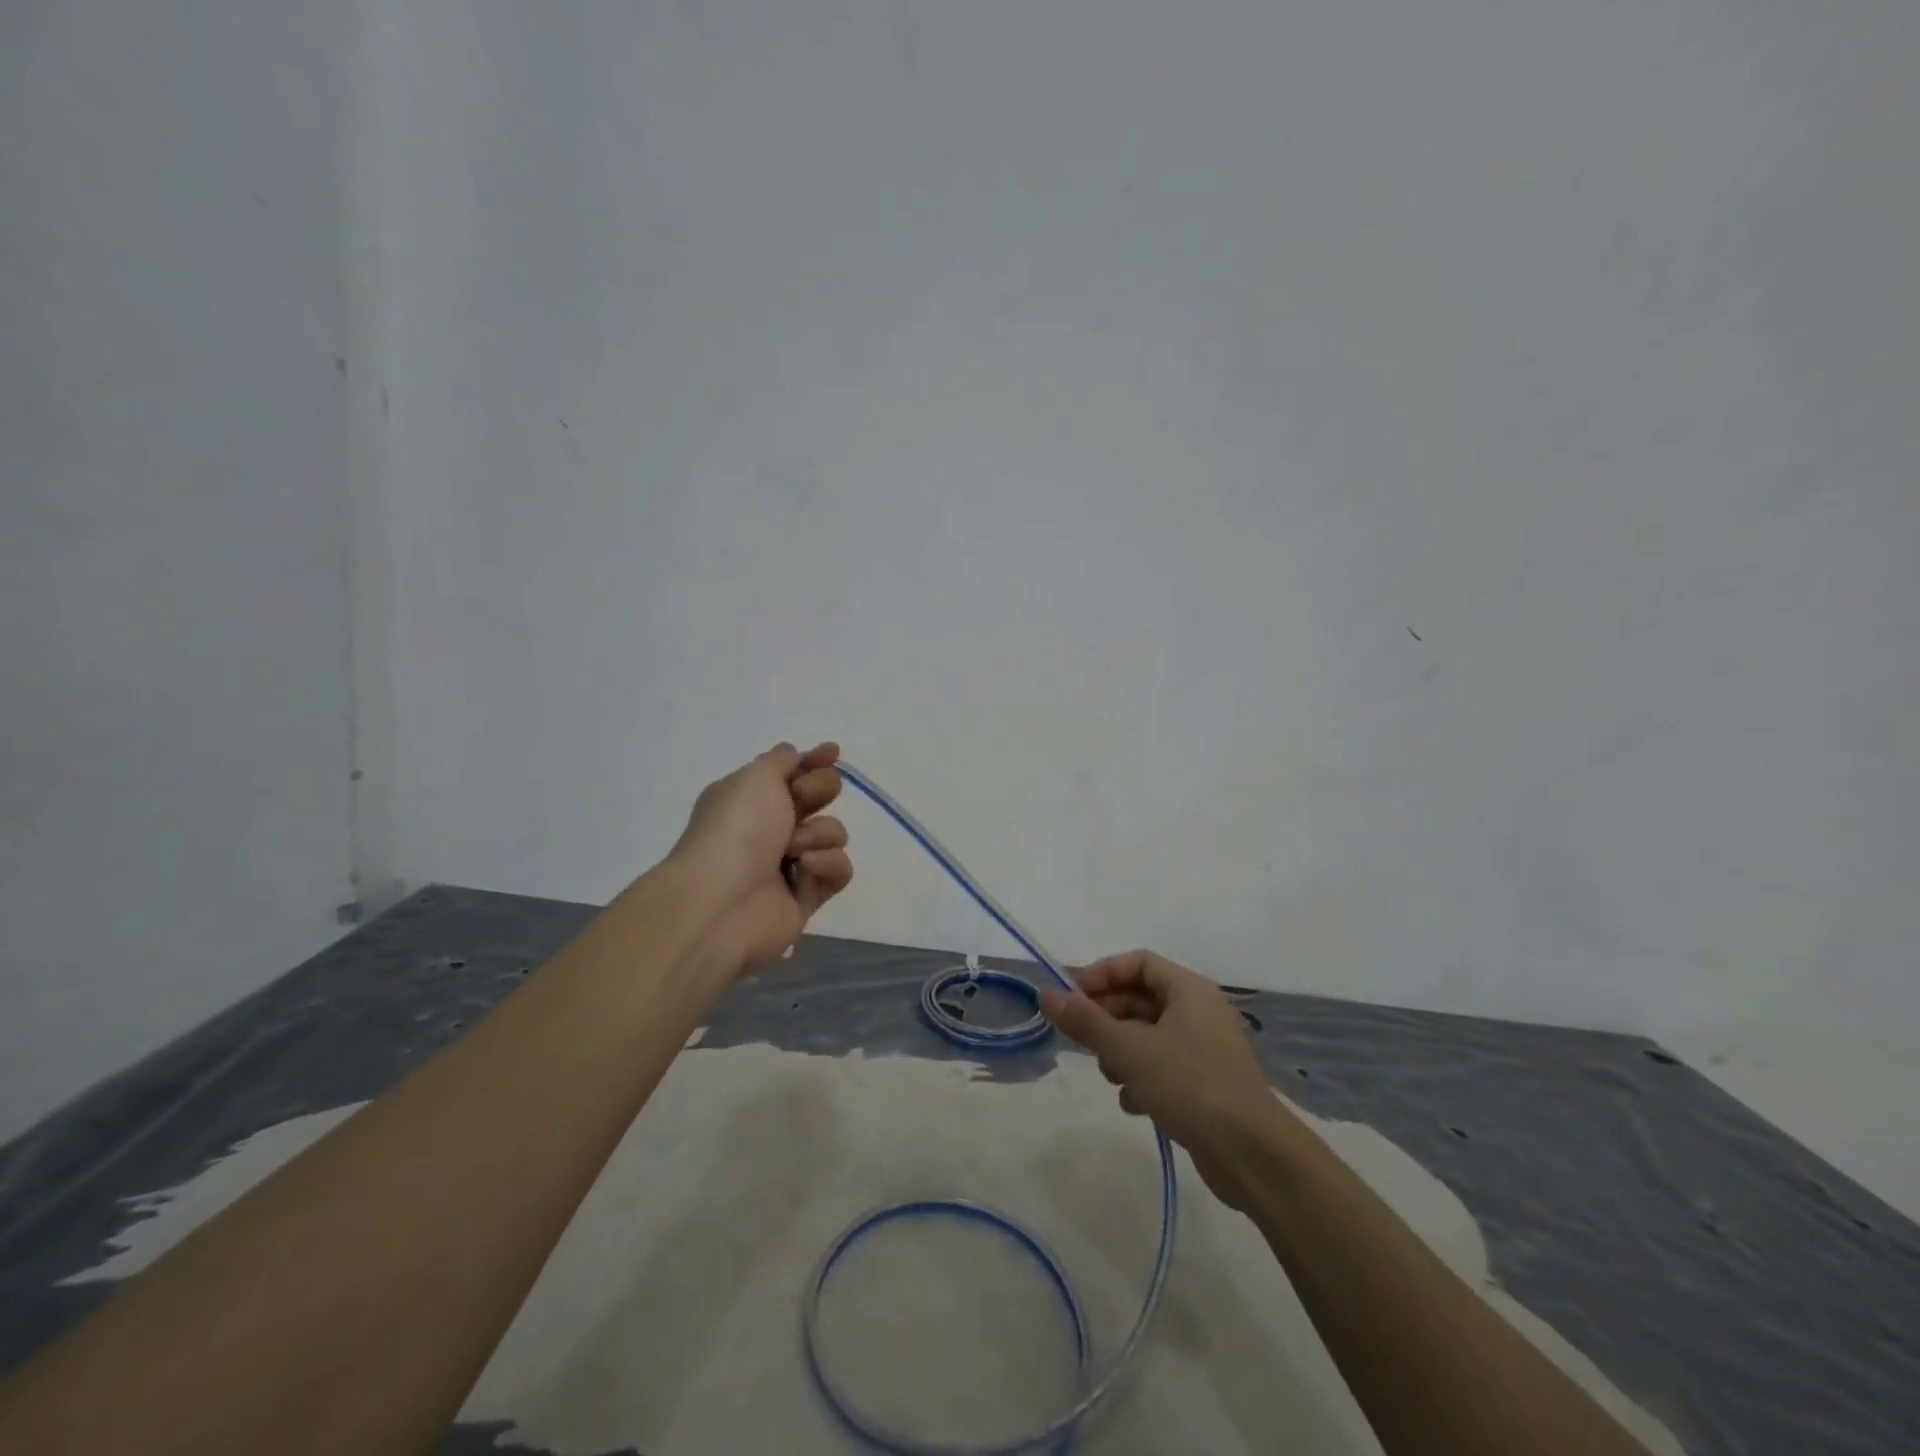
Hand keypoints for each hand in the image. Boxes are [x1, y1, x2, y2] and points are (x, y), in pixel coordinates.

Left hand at [668, 742, 852, 976]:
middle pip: (819, 797)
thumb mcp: (755, 777)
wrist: (721, 903)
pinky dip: (826, 866)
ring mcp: (790, 863)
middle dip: (820, 791)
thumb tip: (793, 754)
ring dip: (818, 835)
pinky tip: (806, 870)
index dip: (815, 761)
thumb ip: (781, 761)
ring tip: (794, 851)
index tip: (833, 752)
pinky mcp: (807, 896)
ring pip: (832, 833)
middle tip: (804, 799)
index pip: (792, 771)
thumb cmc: (736, 829)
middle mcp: (770, 827)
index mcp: (750, 797)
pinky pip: (837, 870)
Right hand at [1040, 950, 1278, 1210]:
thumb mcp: (1128, 1049)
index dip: (1102, 974)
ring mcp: (1204, 1049)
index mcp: (1188, 990)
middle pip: (1140, 999)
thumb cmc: (1190, 1085)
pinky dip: (1141, 1078)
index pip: (1137, 963)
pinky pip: (1162, 1067)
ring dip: (1121, 1051)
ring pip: (1147, 1035)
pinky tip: (1132, 1103)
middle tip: (1081, 1039)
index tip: (1072, 998)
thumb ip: (1085, 1021)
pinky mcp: (1205, 1085)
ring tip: (1110, 1074)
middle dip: (1107, 1018)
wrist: (1253, 1155)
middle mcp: (1198, 1012)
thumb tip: (1045, 993)